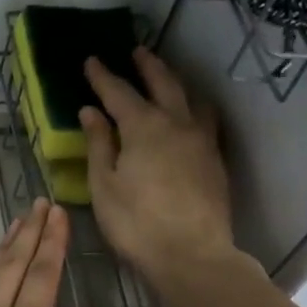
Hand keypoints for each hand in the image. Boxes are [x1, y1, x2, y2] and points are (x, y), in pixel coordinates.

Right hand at [79, 48, 238, 288]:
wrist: (191, 254)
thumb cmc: (136, 224)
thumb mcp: (104, 186)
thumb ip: (98, 145)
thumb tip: (91, 111)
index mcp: (143, 127)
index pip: (119, 92)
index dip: (103, 76)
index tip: (91, 60)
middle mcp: (177, 123)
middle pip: (162, 83)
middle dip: (147, 66)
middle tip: (136, 51)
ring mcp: (202, 140)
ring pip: (190, 98)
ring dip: (175, 82)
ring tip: (166, 77)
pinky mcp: (215, 160)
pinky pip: (205, 119)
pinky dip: (192, 107)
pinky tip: (189, 115)